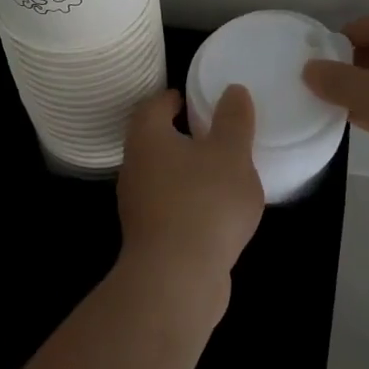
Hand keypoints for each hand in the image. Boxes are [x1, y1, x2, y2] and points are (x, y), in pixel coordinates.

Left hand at [116, 87, 265, 314]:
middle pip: (155, 140)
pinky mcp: (149, 235)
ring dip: (186, 170)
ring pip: (162, 175)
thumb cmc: (204, 202)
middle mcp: (134, 166)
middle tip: (215, 132)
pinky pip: (170, 206)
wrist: (177, 278)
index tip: (196, 99)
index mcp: (147, 137)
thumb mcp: (231, 153)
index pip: (154, 105)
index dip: (174, 98)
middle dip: (181, 134)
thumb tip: (232, 90)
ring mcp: (137, 204)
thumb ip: (233, 120)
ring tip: (222, 171)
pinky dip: (189, 200)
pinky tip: (216, 211)